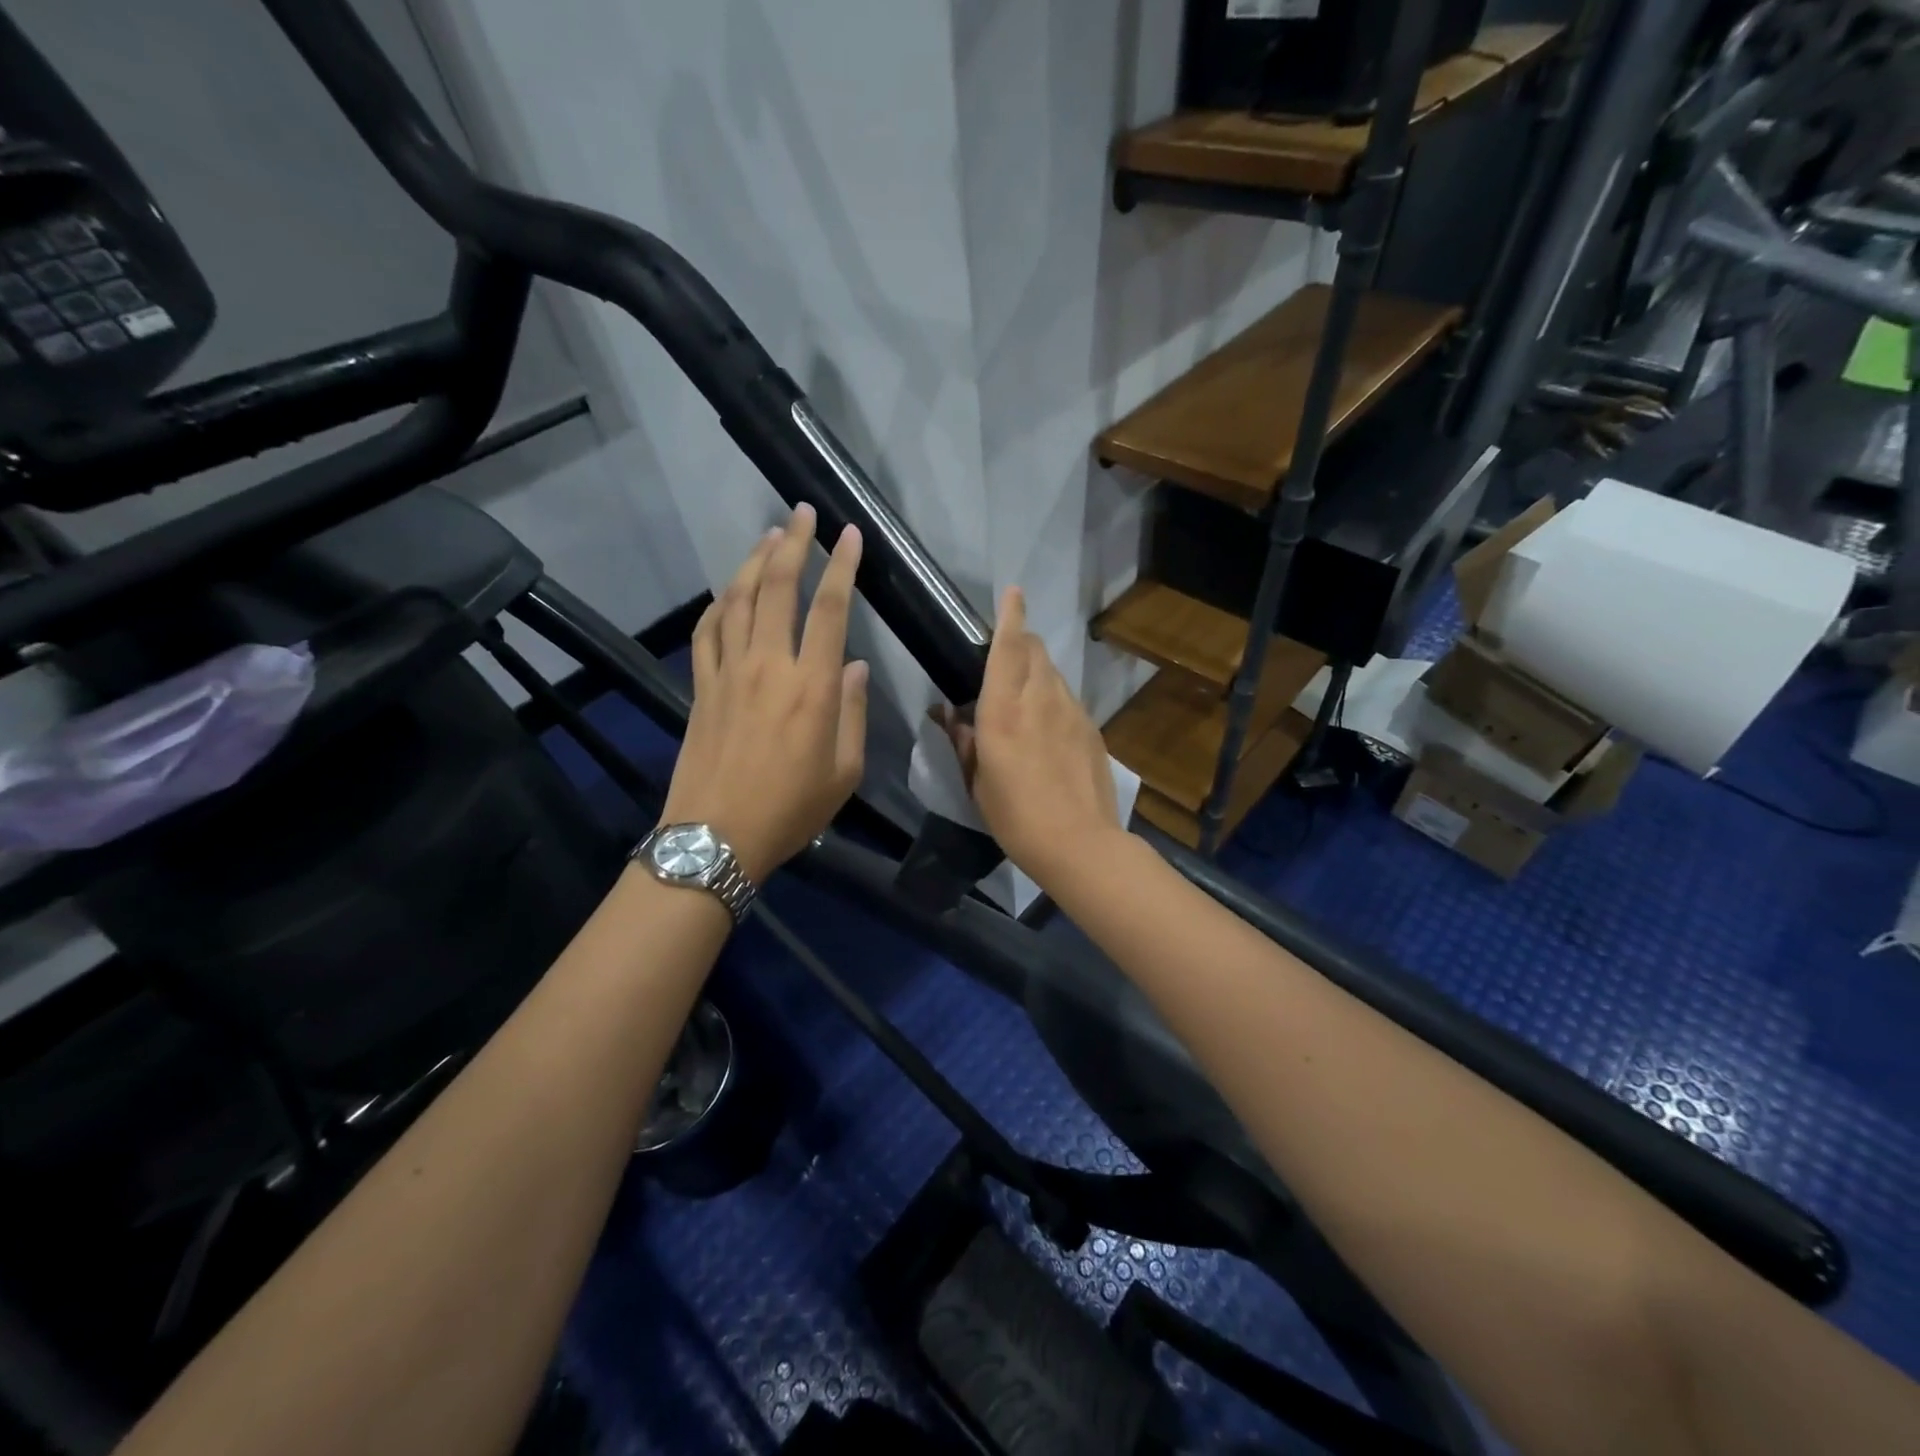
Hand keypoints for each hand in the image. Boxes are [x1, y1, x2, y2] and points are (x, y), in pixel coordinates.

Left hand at [660, 505, 866, 883]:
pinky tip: (727, 591)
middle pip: (777, 588)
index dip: (842, 566)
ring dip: (753, 561)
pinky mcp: (701, 686)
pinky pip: (707, 631)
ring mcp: (728, 672)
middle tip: (801, 513)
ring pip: (737, 600)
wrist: (717, 836)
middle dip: (792, 543)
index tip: (850, 534)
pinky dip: (718, 603)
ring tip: (768, 536)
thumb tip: (855, 666)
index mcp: (813, 687)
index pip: (830, 609)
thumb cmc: (791, 809)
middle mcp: (769, 666)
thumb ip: (853, 712)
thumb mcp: (844, 771)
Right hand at [938, 586, 1122, 885]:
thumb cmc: (1016, 816)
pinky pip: (1068, 698)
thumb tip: (947, 713)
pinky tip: (1046, 726)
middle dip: (1021, 639)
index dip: (1010, 615)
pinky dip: (1052, 696)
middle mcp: (1041, 699)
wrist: (1080, 843)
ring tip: (1022, 694)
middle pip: (1035, 649)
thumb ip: (963, 740)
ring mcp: (1072, 711)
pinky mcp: (1091, 728)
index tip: (1013, 591)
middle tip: (1004, 652)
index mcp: (1004, 709)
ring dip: (1036, 669)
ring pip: (1053, 672)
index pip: (1008, 647)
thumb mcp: (978, 781)